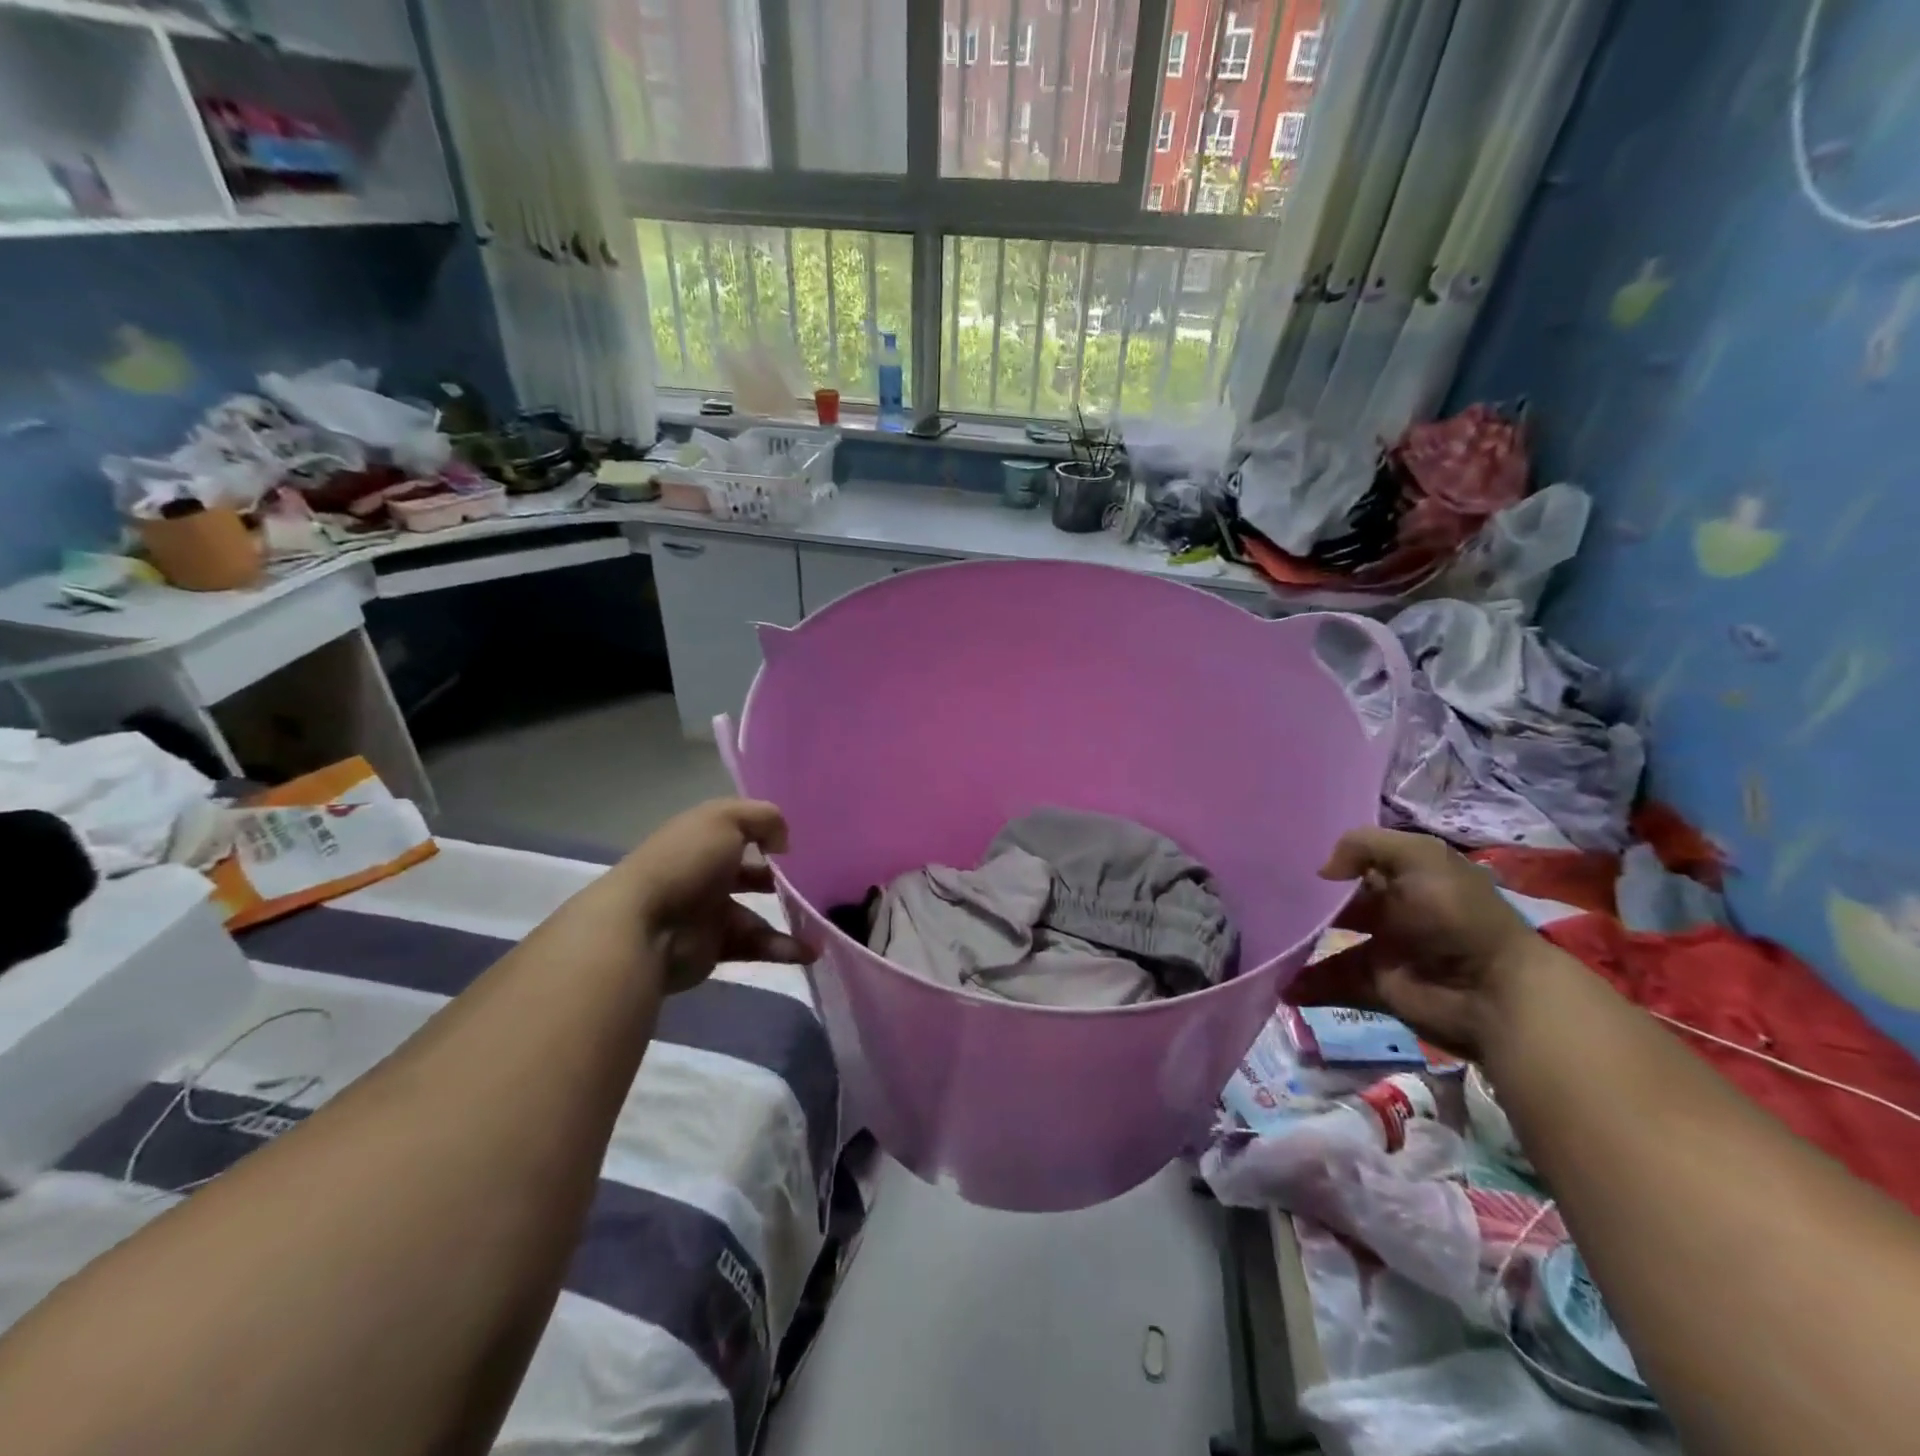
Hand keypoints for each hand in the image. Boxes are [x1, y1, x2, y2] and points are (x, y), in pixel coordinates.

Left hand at [606, 799, 814, 993]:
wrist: (645, 928)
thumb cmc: (686, 863)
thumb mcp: (725, 820)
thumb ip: (763, 818)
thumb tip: (783, 841)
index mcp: (703, 838)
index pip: (740, 832)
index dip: (768, 836)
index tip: (798, 846)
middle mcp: (705, 873)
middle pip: (750, 873)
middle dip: (781, 880)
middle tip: (815, 884)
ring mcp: (709, 912)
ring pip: (757, 913)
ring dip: (790, 918)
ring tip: (822, 923)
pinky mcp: (714, 947)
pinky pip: (755, 945)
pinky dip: (782, 948)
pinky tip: (809, 951)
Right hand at [1285, 827, 1544, 1059]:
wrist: (1493, 990)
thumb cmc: (1455, 914)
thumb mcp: (1418, 856)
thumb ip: (1364, 845)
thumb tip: (1323, 871)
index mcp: (1404, 876)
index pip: (1355, 862)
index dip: (1323, 860)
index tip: (1280, 860)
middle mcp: (1390, 910)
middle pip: (1335, 903)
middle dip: (1302, 903)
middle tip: (1262, 901)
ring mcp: (1382, 950)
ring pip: (1327, 943)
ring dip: (1297, 945)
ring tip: (1263, 942)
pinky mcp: (1377, 986)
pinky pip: (1333, 983)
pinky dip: (1306, 985)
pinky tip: (1279, 983)